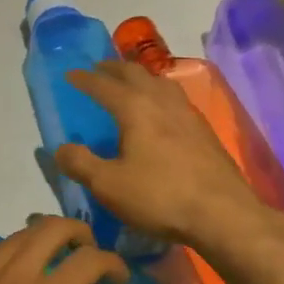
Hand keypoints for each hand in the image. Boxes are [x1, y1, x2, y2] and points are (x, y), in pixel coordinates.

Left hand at [0, 217, 127, 283]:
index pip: (83, 264)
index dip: (110, 263)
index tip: (121, 279)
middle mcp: (7, 278)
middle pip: (48, 230)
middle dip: (78, 232)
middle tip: (91, 254)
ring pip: (17, 235)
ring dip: (44, 236)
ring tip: (56, 260)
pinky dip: (13, 247)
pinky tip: (11, 273)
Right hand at [55, 60, 272, 246]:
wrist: (223, 215)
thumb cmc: (160, 196)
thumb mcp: (108, 185)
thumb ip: (80, 163)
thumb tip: (61, 148)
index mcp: (135, 108)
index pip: (104, 85)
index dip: (85, 79)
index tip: (70, 74)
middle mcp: (162, 102)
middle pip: (136, 74)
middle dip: (114, 69)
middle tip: (99, 69)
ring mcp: (188, 114)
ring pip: (161, 83)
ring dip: (141, 77)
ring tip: (131, 83)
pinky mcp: (205, 132)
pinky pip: (176, 100)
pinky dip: (159, 94)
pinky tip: (161, 112)